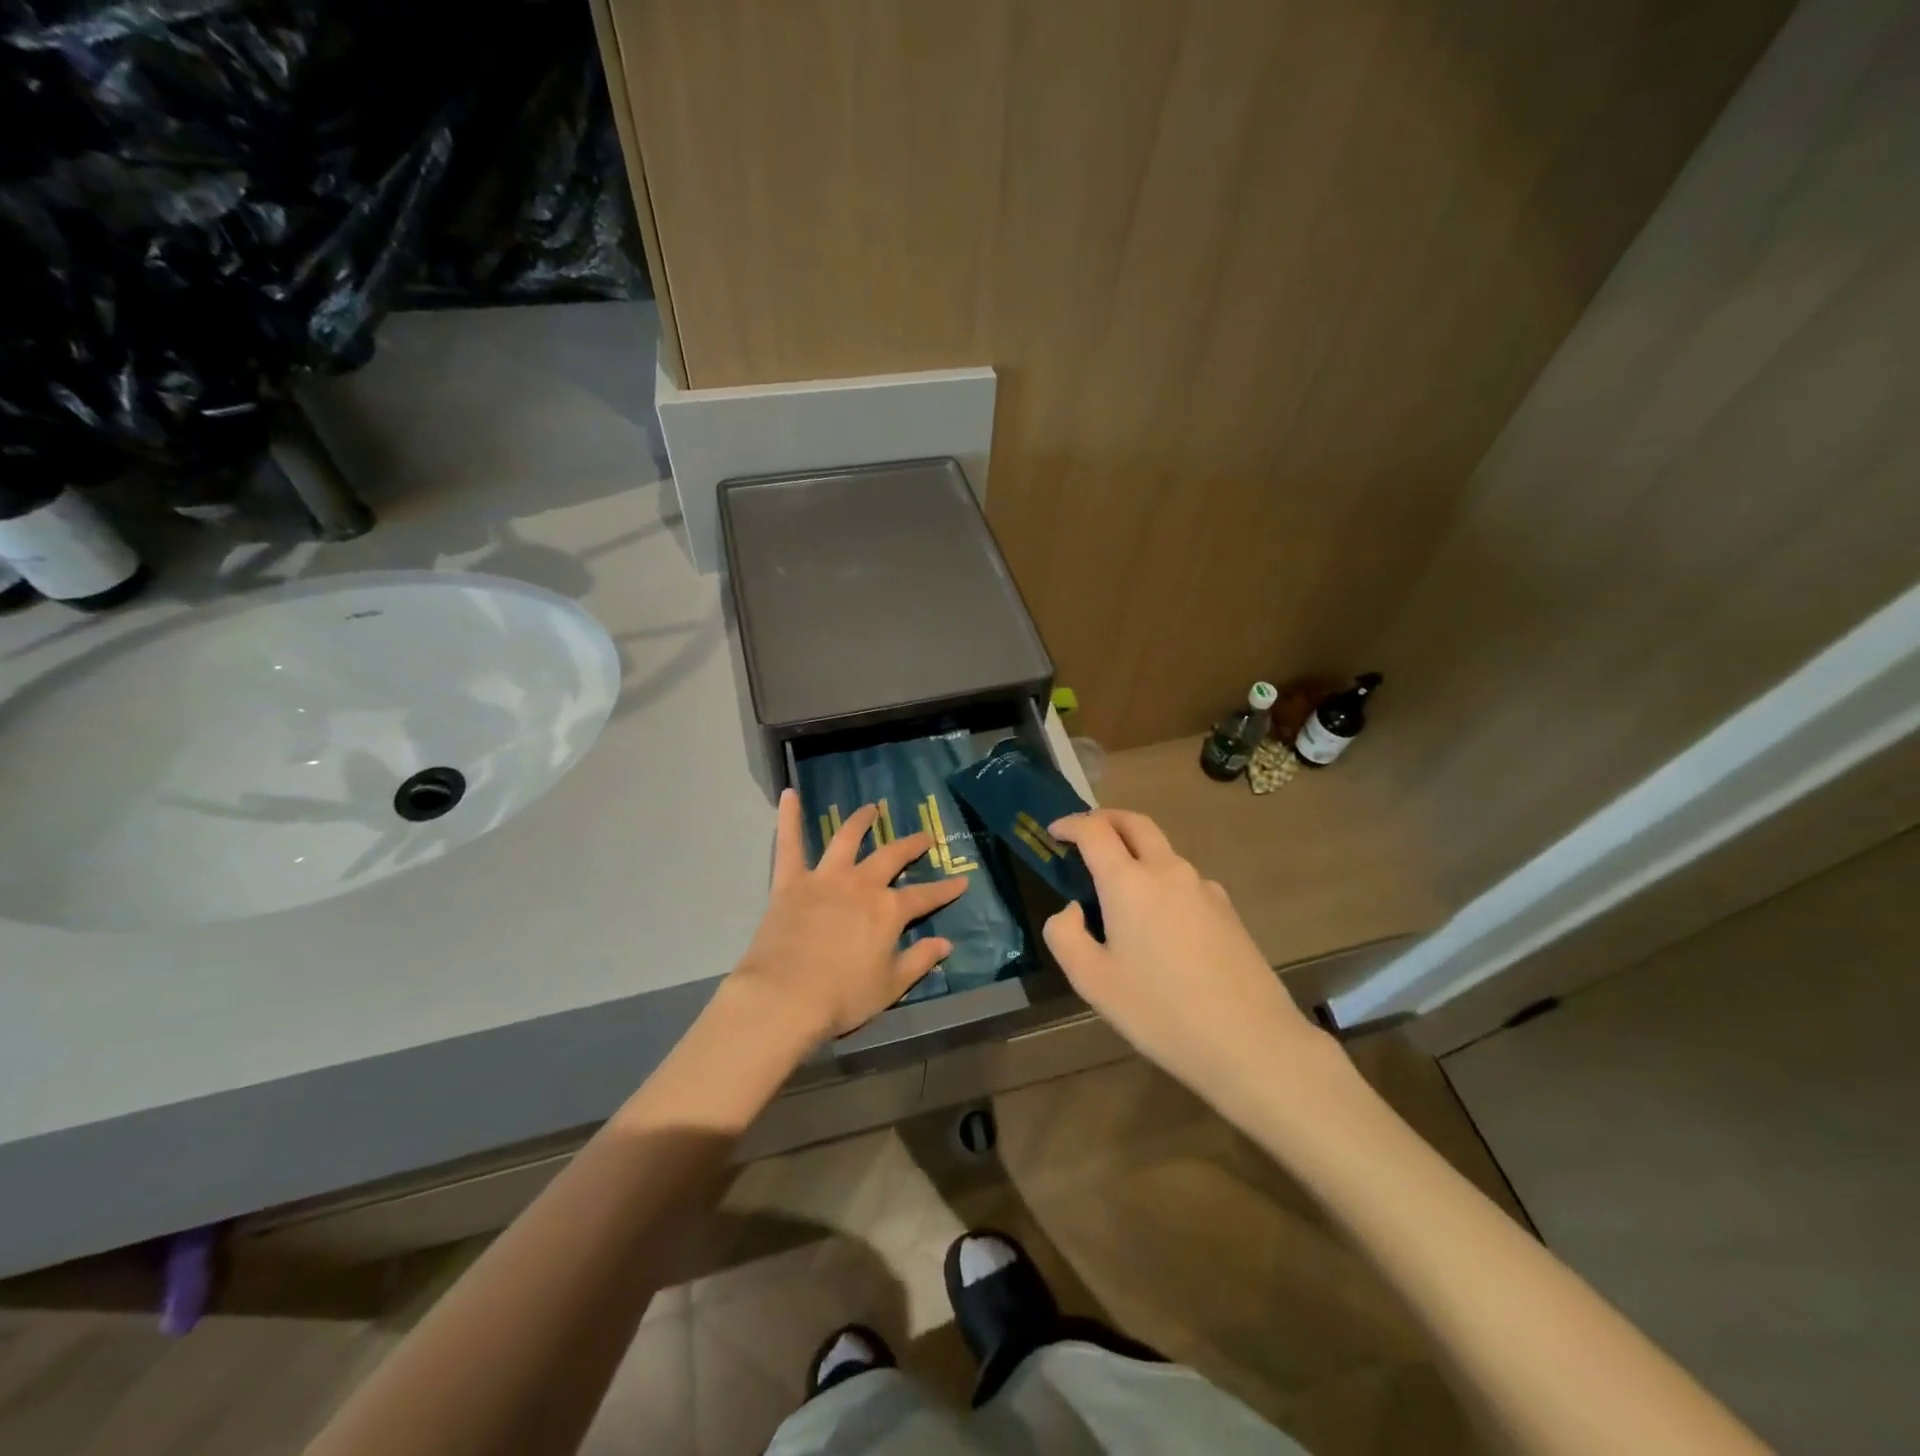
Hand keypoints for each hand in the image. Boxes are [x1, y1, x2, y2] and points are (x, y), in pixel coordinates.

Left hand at [728, 788, 968, 1042]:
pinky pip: (789, 845)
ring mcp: (825, 878)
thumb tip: (946, 944)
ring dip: (860, 821)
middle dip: (911, 846)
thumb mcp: (890, 986)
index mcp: (889, 910)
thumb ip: (920, 961)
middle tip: (925, 837)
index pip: (925, 896)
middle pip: (891, 857)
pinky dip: (789, 818)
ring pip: (846, 840)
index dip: (945, 889)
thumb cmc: (842, 996)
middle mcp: (861, 885)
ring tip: (870, 809)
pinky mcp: (790, 882)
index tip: (962, 881)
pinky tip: (789, 795)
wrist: (785, 997)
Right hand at [1043, 809, 1327, 1104]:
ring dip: (1135, 850)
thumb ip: (1065, 935)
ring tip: (1118, 885)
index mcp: (1129, 882)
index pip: (1095, 831)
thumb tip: (1072, 909)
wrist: (1251, 1042)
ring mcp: (1204, 888)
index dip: (1070, 824)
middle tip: (1085, 832)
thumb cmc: (1161, 1011)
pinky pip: (1185, 880)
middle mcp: (1168, 871)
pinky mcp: (1227, 910)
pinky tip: (1159, 921)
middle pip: (1135, 823)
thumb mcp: (1093, 981)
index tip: (1054, 831)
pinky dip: (1161, 879)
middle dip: (1106, 819)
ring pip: (1163, 851)